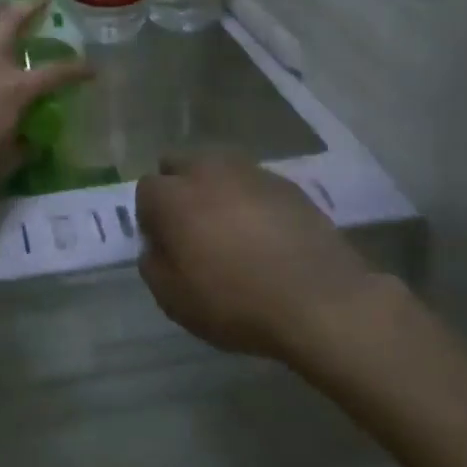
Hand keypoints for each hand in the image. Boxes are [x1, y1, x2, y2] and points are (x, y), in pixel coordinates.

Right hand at [136, 153, 386, 363]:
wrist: (320, 300)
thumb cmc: (237, 303)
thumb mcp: (174, 300)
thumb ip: (152, 265)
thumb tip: (156, 246)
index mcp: (173, 196)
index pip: (146, 190)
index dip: (150, 218)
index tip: (165, 246)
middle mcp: (206, 170)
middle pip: (178, 164)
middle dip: (177, 188)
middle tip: (192, 228)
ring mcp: (249, 171)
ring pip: (216, 167)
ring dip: (214, 189)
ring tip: (231, 228)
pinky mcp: (284, 182)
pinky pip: (253, 182)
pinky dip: (249, 199)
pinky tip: (265, 233)